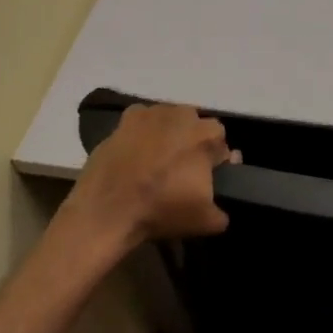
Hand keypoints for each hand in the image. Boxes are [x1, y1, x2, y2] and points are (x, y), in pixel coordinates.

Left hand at [59, 103, 235, 255]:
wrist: (107, 210)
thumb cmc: (162, 210)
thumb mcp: (205, 220)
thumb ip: (223, 208)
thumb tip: (224, 195)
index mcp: (207, 135)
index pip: (220, 143)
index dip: (215, 160)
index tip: (204, 178)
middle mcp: (183, 114)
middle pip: (196, 126)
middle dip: (193, 143)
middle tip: (181, 170)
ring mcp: (152, 112)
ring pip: (170, 120)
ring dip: (170, 134)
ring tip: (157, 162)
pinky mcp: (126, 118)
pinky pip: (143, 120)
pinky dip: (143, 131)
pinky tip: (136, 152)